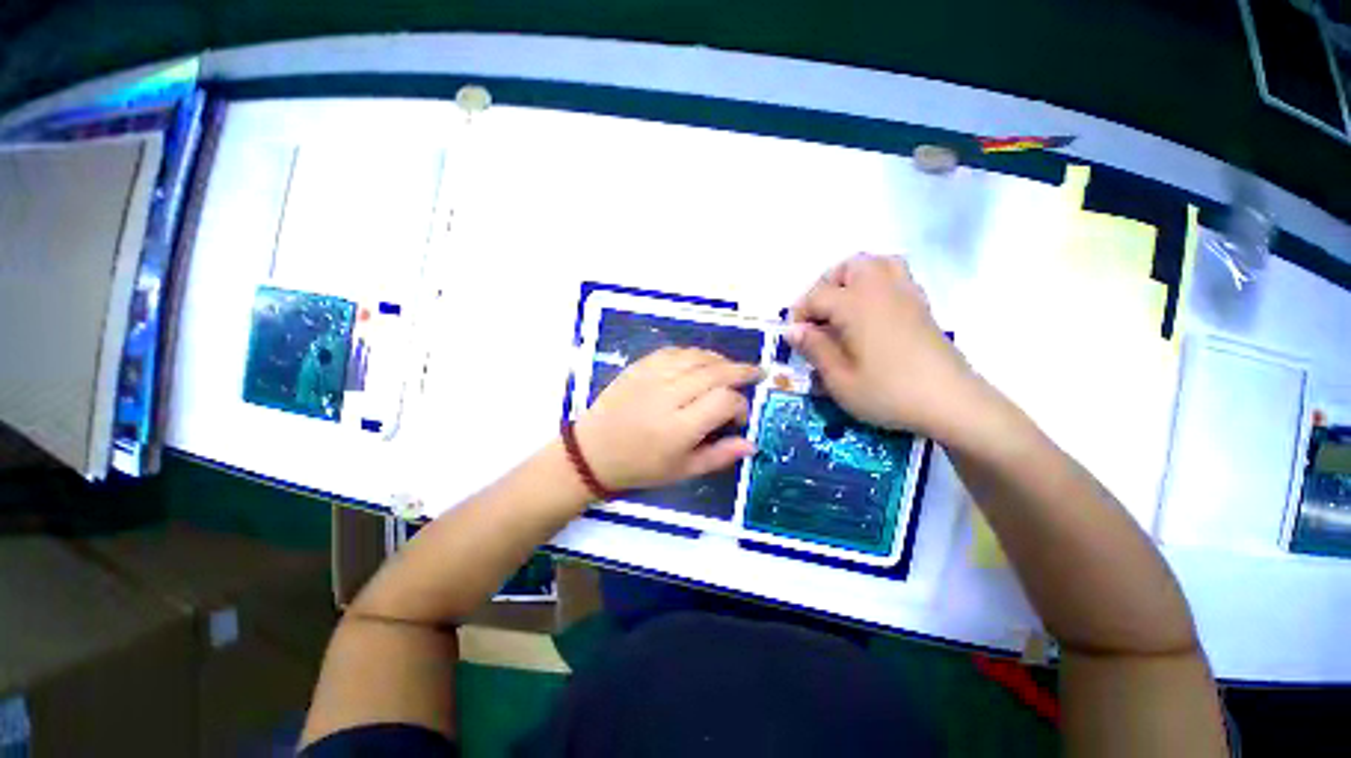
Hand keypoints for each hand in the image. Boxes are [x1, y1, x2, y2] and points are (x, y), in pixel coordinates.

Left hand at [574, 347, 760, 490]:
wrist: (593, 452)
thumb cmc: (641, 467)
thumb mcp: (683, 471)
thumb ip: (720, 456)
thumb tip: (752, 443)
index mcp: (679, 428)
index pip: (724, 401)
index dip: (740, 405)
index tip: (739, 418)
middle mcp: (667, 396)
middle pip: (714, 372)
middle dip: (741, 370)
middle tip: (757, 372)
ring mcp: (651, 377)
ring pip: (696, 357)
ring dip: (719, 359)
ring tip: (731, 368)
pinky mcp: (638, 367)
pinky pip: (673, 351)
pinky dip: (693, 354)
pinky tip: (700, 362)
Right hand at [787, 254, 982, 439]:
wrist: (952, 402)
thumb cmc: (888, 392)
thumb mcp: (840, 380)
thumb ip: (814, 349)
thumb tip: (793, 330)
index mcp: (856, 306)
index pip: (817, 296)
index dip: (800, 314)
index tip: (796, 338)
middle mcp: (881, 290)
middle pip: (848, 266)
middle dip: (826, 286)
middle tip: (819, 316)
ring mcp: (906, 294)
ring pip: (876, 264)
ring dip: (853, 278)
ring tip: (843, 307)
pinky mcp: (922, 305)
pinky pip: (896, 275)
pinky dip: (877, 283)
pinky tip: (871, 313)